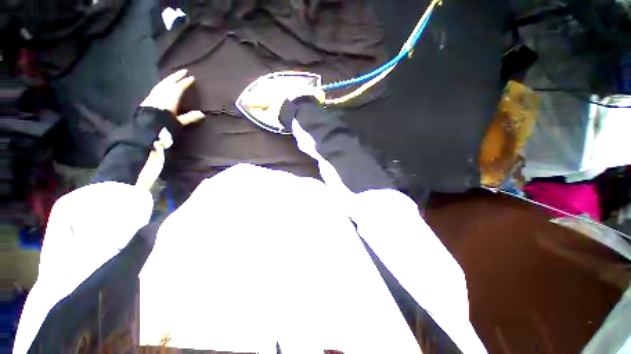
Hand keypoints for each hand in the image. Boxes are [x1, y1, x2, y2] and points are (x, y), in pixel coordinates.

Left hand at [140, 69, 204, 124]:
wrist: (144, 130)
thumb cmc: (164, 126)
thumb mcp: (179, 123)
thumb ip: (189, 117)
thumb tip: (202, 114)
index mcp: (170, 99)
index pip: (179, 87)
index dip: (185, 82)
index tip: (192, 77)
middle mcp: (161, 94)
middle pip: (168, 82)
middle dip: (176, 76)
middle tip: (183, 70)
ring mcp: (152, 96)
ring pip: (161, 84)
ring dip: (168, 79)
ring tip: (173, 77)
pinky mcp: (147, 100)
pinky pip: (157, 88)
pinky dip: (162, 85)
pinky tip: (163, 86)